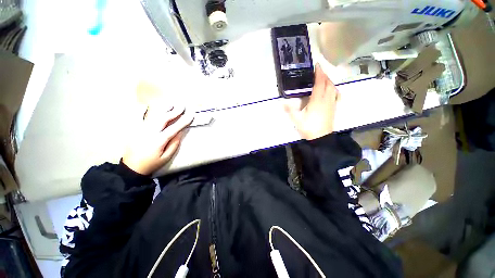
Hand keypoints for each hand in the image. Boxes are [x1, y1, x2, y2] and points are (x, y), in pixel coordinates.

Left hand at [122, 105, 193, 174]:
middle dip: (174, 112)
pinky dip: (148, 110)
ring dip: (163, 109)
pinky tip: (153, 107)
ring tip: (171, 104)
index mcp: (159, 141)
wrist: (131, 167)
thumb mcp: (166, 157)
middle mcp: (149, 132)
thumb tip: (180, 132)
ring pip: (153, 116)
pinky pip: (143, 117)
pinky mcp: (136, 129)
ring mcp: (141, 129)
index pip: (174, 128)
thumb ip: (174, 144)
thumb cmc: (151, 163)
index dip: (183, 121)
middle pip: (163, 119)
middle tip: (182, 106)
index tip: (191, 115)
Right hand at [284, 64, 339, 139]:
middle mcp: (326, 99)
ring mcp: (331, 103)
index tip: (317, 65)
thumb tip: (282, 103)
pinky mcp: (333, 108)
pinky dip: (334, 89)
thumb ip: (290, 110)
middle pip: (328, 83)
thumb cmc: (309, 128)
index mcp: (317, 100)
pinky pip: (336, 95)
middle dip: (324, 75)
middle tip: (318, 71)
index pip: (320, 83)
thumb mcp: (297, 120)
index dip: (319, 73)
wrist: (321, 138)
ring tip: (324, 78)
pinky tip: (332, 90)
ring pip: (333, 88)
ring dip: (329, 81)